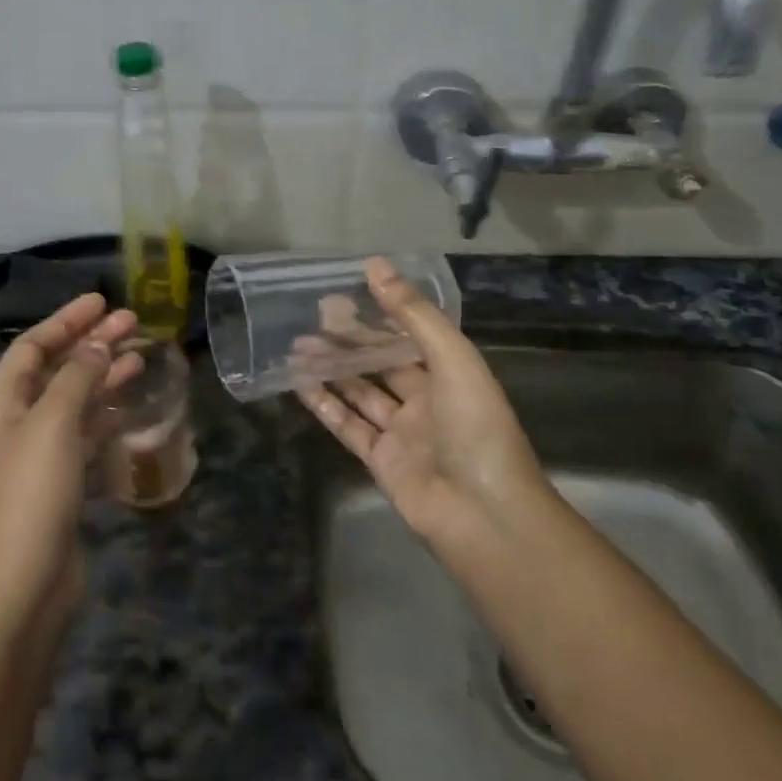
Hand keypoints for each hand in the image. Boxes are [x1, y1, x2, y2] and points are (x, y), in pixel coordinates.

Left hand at [0, 294, 140, 632]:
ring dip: (103, 374)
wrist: (22, 586)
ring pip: (75, 399)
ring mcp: (40, 453)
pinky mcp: (62, 481)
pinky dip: (106, 412)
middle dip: (90, 342)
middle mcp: (18, 422)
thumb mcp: (53, 425)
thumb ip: (78, 378)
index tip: (101, 301)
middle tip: (132, 321)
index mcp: (3, 403)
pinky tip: (129, 401)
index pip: (32, 346)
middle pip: (56, 368)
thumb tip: (99, 343)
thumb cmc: (31, 495)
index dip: (65, 320)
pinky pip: (86, 431)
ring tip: (139, 354)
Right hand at [297, 258, 548, 551]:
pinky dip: (324, 405)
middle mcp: (426, 400)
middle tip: (313, 316)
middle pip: (381, 362)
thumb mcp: (453, 360)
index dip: (380, 313)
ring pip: (360, 392)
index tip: (346, 292)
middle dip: (350, 339)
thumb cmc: (476, 428)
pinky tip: (300, 383)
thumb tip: (376, 265)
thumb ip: (414, 314)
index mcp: (451, 374)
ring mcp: (402, 432)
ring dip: (332, 368)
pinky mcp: (380, 461)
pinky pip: (347, 426)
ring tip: (298, 345)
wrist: (483, 515)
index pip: (410, 335)